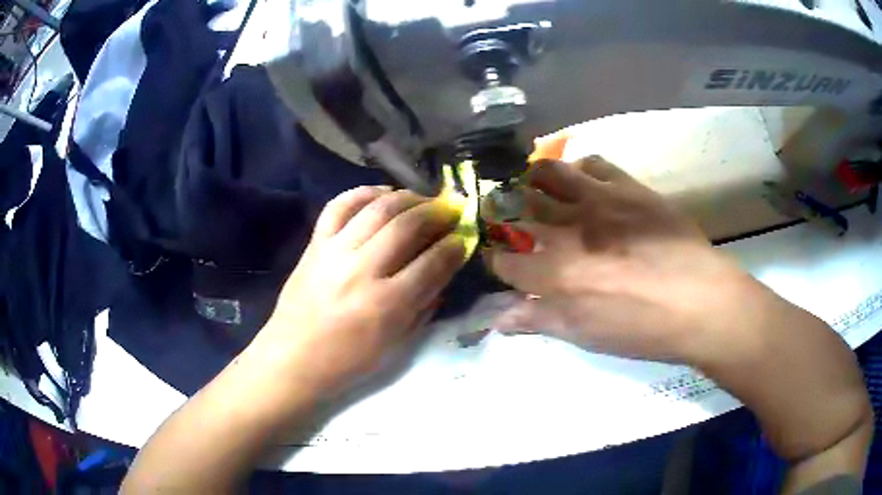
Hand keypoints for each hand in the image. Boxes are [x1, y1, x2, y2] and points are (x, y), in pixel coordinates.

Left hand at [253, 186, 465, 396]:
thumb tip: (443, 270)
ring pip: (378, 208)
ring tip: (421, 200)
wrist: (293, 358)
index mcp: (387, 304)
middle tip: (449, 211)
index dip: (454, 246)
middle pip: (407, 226)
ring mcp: (335, 252)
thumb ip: (424, 306)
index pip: (433, 262)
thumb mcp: (396, 344)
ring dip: (407, 197)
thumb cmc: (348, 361)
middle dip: (436, 213)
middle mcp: (363, 270)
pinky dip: (362, 192)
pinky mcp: (315, 244)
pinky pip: (339, 206)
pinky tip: (381, 193)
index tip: (463, 238)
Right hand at [484, 156, 773, 363]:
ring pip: (549, 173)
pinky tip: (583, 179)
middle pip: (520, 210)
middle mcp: (568, 229)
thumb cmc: (643, 328)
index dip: (498, 262)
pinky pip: (593, 163)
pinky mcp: (627, 187)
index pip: (506, 262)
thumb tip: (497, 318)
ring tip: (535, 185)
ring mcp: (598, 201)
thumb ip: (540, 321)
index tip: (501, 263)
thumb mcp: (587, 335)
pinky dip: (580, 168)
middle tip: (508, 215)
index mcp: (555, 274)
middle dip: (505, 212)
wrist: (700, 301)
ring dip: (534, 178)